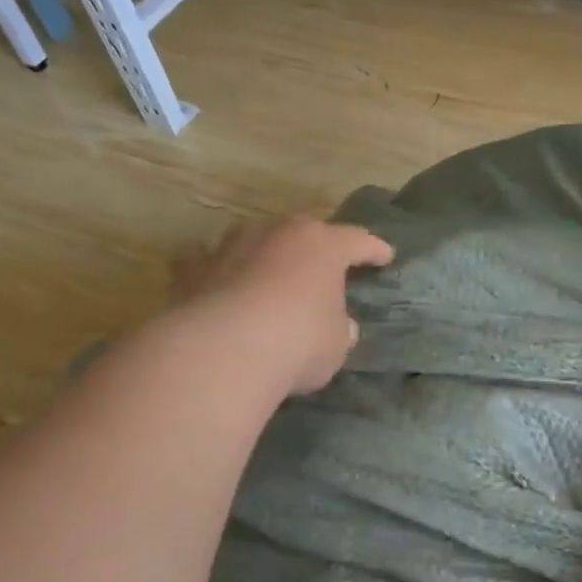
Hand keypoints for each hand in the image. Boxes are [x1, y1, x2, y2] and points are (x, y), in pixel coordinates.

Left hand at [170, 217, 394, 394]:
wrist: (224, 350)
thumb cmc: (298, 342)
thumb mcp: (336, 343)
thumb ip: (339, 328)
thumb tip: (338, 324)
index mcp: (322, 245)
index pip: (357, 241)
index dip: (374, 250)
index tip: (386, 256)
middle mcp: (277, 233)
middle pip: (304, 231)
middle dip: (316, 247)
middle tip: (325, 264)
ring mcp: (231, 245)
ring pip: (258, 242)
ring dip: (269, 257)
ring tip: (274, 277)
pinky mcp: (196, 268)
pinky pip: (216, 266)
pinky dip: (225, 275)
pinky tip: (225, 289)